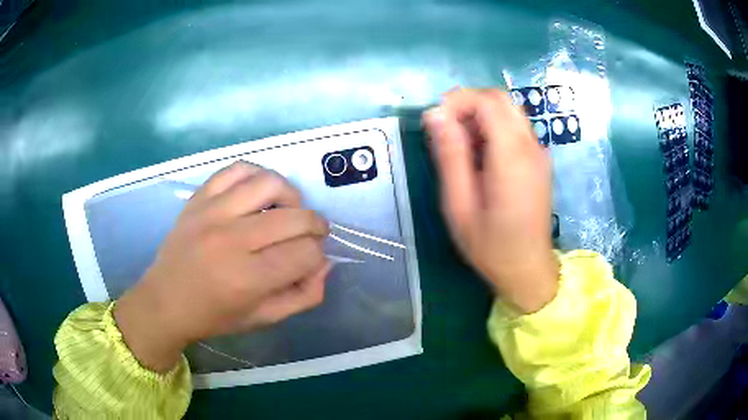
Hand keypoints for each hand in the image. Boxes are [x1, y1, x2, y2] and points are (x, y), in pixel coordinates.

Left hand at [115, 162, 330, 371]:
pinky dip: (257, 175)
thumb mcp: (263, 318)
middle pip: (295, 218)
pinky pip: (237, 169)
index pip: (306, 254)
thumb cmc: (214, 316)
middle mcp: (232, 240)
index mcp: (249, 279)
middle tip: (311, 235)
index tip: (310, 261)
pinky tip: (259, 193)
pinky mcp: (199, 198)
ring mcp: (213, 212)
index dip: (318, 256)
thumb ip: (303, 296)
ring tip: (287, 210)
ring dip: (291, 196)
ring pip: (270, 184)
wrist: (165, 300)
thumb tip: (324, 263)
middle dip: (316, 226)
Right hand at [423, 89, 558, 314]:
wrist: (528, 269)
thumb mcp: (459, 204)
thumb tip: (434, 114)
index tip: (435, 121)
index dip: (457, 101)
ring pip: (508, 110)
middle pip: (500, 98)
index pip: (487, 101)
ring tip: (461, 146)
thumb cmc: (490, 245)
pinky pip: (516, 127)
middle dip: (468, 103)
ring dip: (480, 116)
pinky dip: (494, 128)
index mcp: (512, 156)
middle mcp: (531, 146)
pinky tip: (481, 156)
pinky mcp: (539, 160)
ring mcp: (539, 152)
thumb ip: (450, 155)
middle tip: (446, 129)